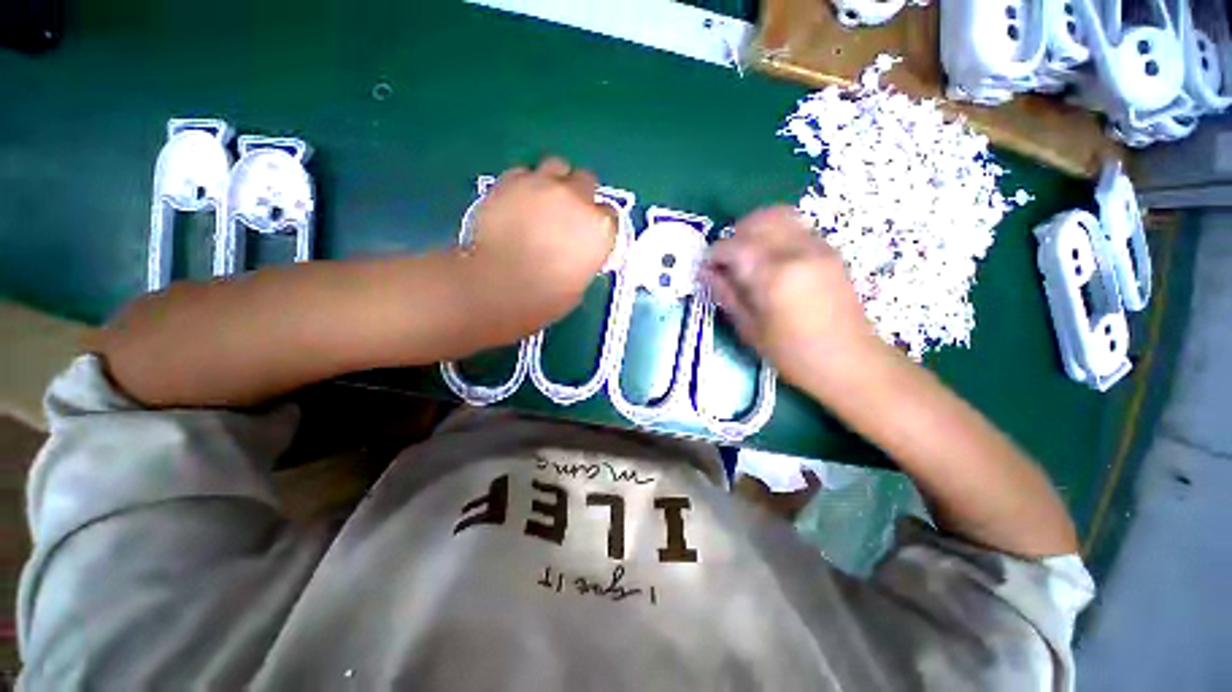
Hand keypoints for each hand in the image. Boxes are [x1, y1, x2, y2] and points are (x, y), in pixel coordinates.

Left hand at [461, 157, 615, 345]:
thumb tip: (577, 250)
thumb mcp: (580, 282)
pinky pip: (525, 172)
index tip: (589, 232)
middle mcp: (578, 199)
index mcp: (599, 228)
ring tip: (542, 199)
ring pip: (557, 166)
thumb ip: (585, 257)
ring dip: (555, 180)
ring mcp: (544, 184)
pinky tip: (517, 202)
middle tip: (566, 213)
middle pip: (587, 180)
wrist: (500, 286)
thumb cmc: (546, 296)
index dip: (598, 223)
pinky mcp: (512, 179)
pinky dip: (525, 184)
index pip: (610, 214)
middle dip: (580, 194)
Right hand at [701, 206, 891, 392]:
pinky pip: (796, 227)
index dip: (714, 255)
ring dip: (756, 229)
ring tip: (747, 256)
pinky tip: (771, 259)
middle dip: (734, 236)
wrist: (850, 361)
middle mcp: (797, 251)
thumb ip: (727, 294)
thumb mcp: (750, 329)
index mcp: (774, 276)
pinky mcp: (830, 251)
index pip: (734, 247)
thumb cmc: (793, 354)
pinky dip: (776, 233)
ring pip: (779, 216)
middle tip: (726, 261)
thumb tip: (706, 272)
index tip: (706, 268)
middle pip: (757, 221)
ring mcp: (818, 247)